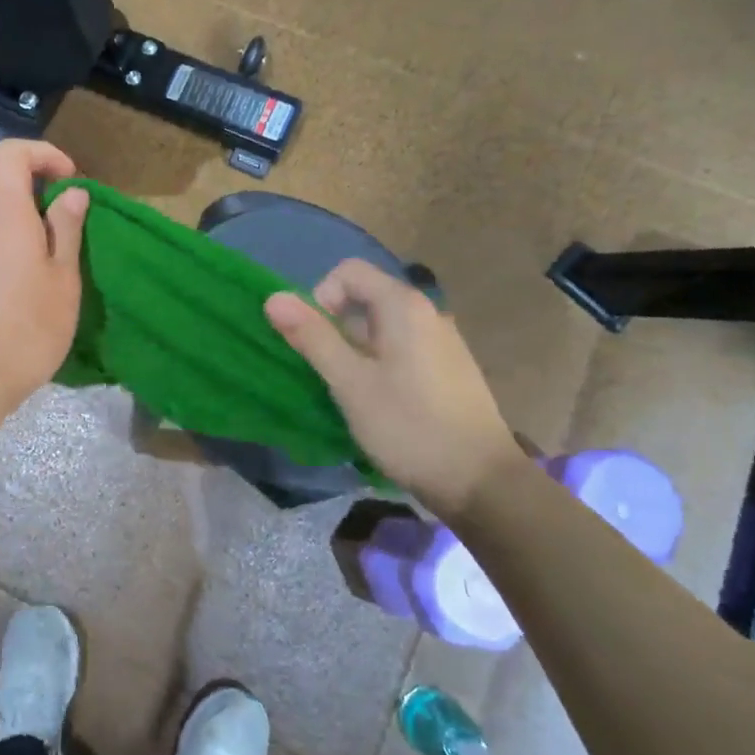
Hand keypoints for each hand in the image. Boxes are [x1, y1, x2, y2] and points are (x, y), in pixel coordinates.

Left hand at [0, 139, 89, 424]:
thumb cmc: (25, 328)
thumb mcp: (62, 279)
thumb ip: (66, 228)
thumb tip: (71, 192)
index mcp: (1, 212)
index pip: (10, 153)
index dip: (41, 154)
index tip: (68, 180)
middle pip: (1, 193)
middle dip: (35, 206)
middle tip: (64, 244)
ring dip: (16, 237)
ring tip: (40, 280)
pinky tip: (10, 300)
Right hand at [265, 260, 521, 519]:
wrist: (481, 482)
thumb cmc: (408, 426)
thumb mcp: (349, 382)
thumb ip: (312, 336)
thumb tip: (273, 297)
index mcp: (404, 306)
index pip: (348, 271)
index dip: (320, 296)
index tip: (316, 339)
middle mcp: (427, 312)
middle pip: (365, 297)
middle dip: (335, 327)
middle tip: (329, 372)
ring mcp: (442, 341)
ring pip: (382, 327)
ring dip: (356, 349)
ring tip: (352, 391)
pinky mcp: (449, 369)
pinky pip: (402, 348)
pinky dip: (380, 363)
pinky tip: (382, 403)